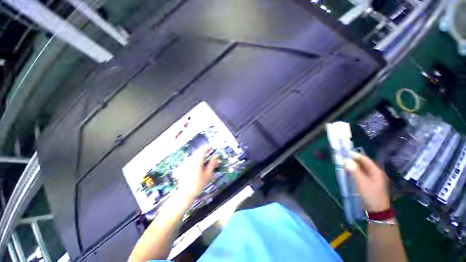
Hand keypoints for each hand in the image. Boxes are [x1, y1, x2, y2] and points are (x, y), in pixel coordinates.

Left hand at [175, 147, 217, 200]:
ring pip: (193, 155)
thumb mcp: (208, 175)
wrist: (185, 194)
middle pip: (197, 151)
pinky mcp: (182, 166)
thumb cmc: (198, 185)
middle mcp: (190, 160)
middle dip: (203, 151)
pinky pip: (189, 159)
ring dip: (198, 154)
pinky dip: (194, 159)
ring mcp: (185, 163)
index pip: (202, 150)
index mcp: (197, 161)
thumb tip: (216, 156)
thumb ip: (212, 164)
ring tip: (203, 159)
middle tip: (208, 152)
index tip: (211, 147)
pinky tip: (196, 164)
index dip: (207, 147)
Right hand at [345, 154, 389, 211]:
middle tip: (342, 161)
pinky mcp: (372, 184)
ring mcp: (375, 179)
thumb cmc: (370, 194)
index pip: (364, 159)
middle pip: (364, 163)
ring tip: (344, 167)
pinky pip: (363, 174)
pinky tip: (350, 174)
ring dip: (354, 167)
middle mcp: (376, 173)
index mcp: (376, 171)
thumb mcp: (361, 182)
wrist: (377, 211)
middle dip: (353, 161)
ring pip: (363, 169)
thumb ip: (354, 170)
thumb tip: (346, 160)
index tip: (344, 154)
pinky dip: (356, 173)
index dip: (354, 156)